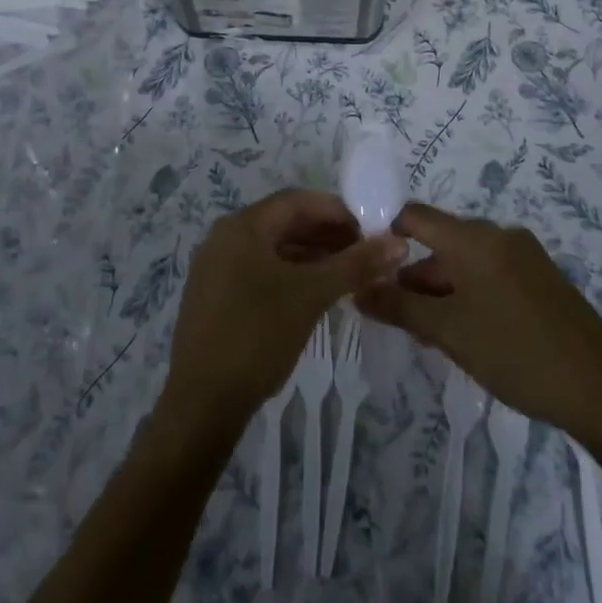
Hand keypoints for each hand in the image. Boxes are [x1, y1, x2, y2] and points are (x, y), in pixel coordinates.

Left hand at [160, 189, 406, 433]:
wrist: (202, 401)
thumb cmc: (257, 335)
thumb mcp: (311, 295)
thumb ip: (355, 265)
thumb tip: (399, 242)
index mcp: (242, 226)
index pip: (297, 201)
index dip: (337, 210)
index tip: (371, 229)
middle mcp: (225, 237)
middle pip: (284, 222)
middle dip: (327, 233)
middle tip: (366, 253)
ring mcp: (217, 267)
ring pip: (274, 249)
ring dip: (312, 255)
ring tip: (350, 273)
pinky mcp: (217, 296)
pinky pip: (261, 270)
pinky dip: (292, 274)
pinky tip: (317, 292)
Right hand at [354, 203, 601, 435]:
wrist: (601, 391)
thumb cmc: (515, 353)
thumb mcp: (448, 332)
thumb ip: (399, 306)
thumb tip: (358, 291)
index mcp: (473, 238)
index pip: (414, 216)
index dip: (386, 233)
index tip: (367, 264)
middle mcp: (498, 234)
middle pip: (441, 241)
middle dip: (416, 274)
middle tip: (397, 314)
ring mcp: (525, 254)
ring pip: (467, 260)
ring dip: (444, 287)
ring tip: (431, 331)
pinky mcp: (543, 277)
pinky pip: (493, 272)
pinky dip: (472, 292)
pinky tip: (469, 331)